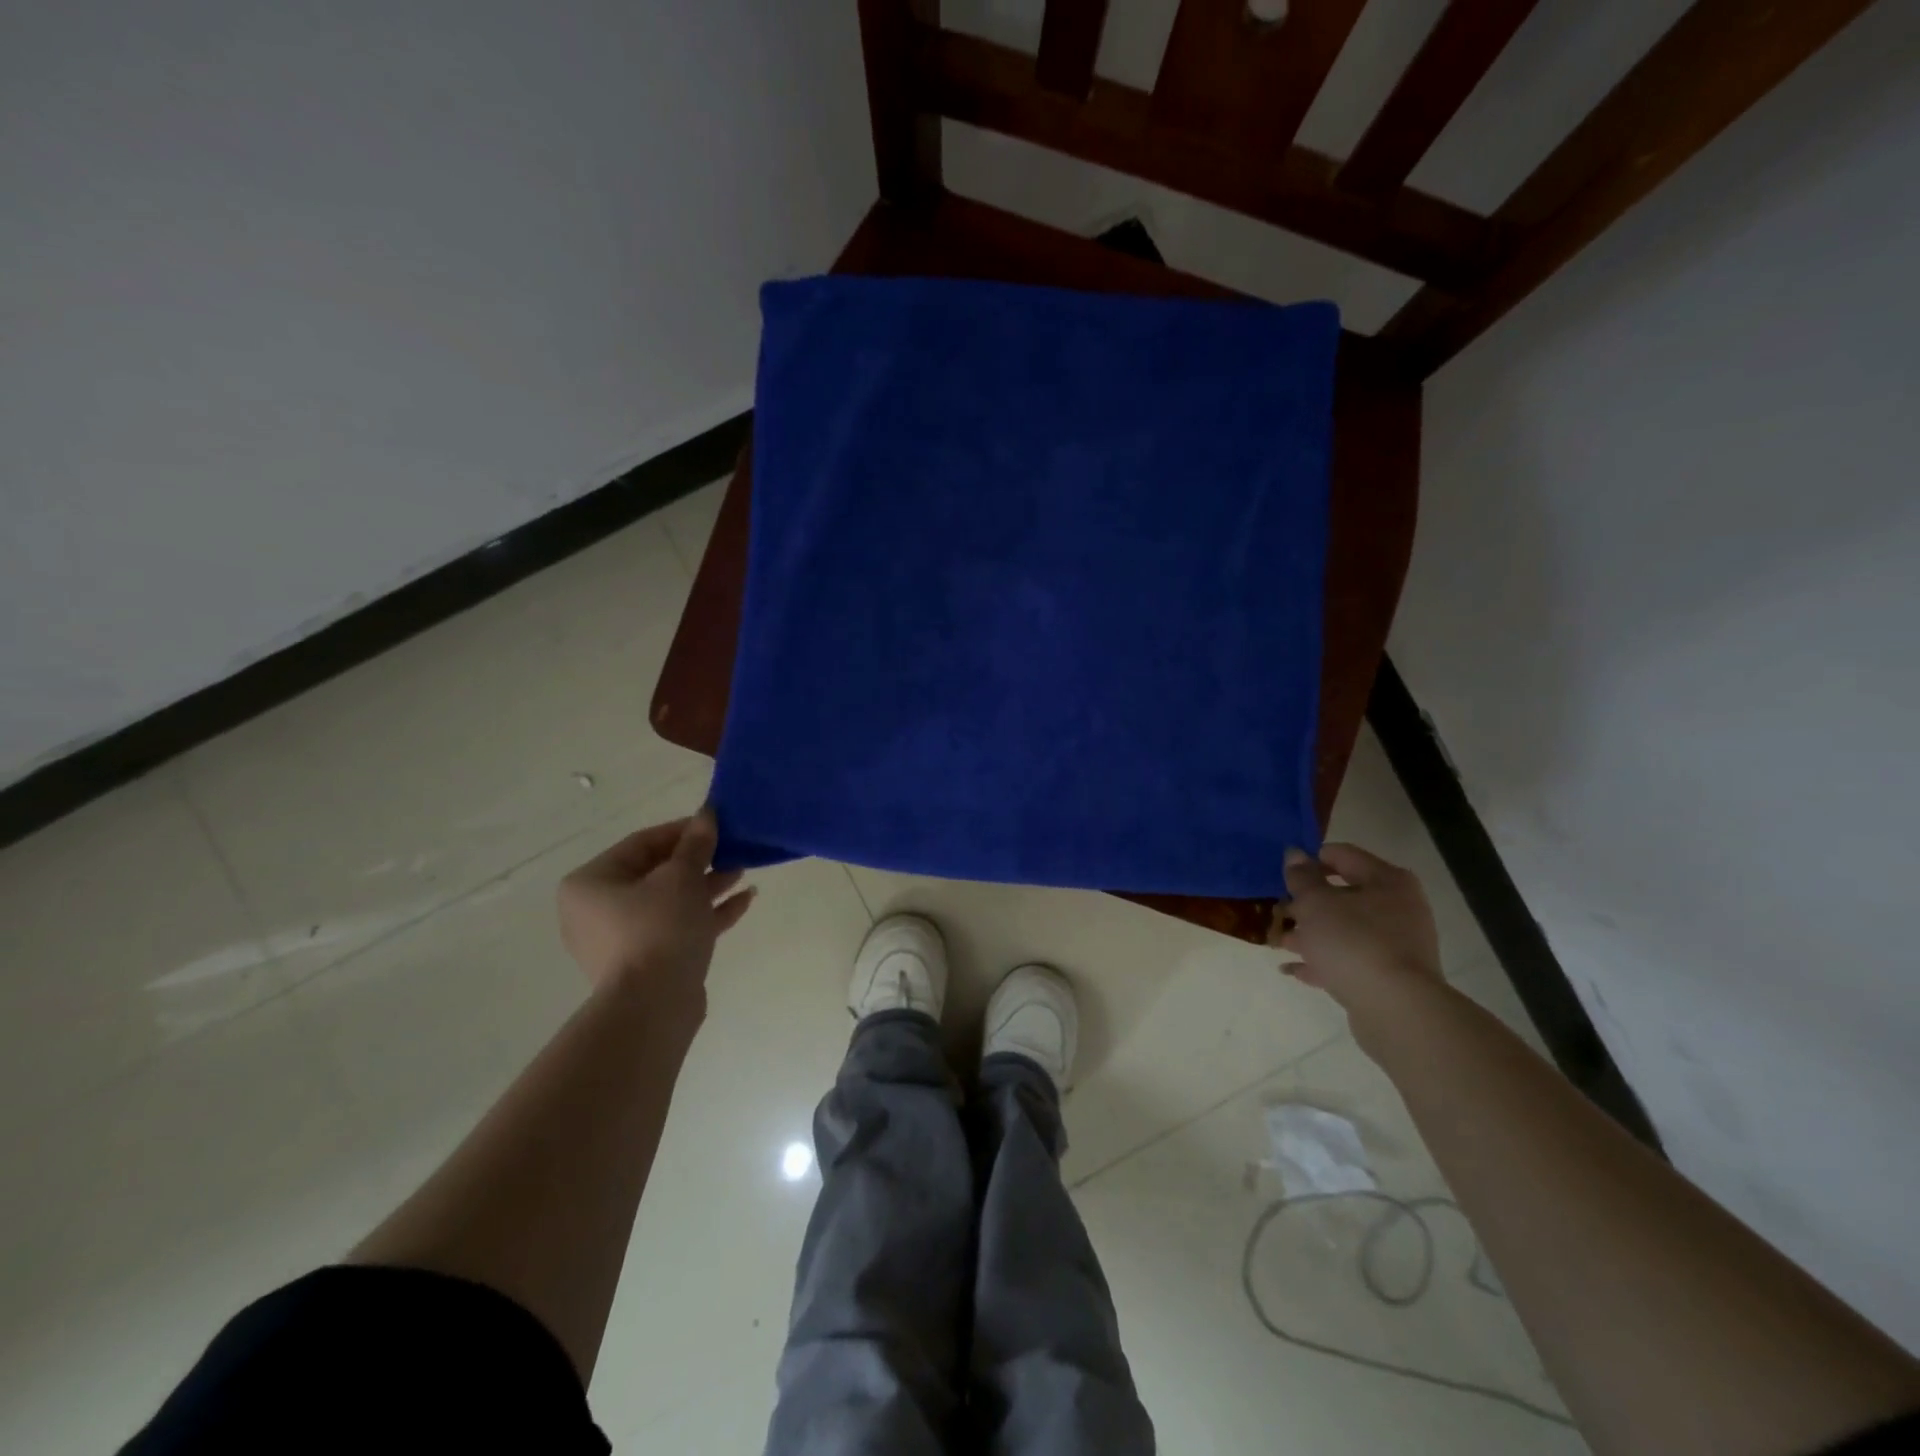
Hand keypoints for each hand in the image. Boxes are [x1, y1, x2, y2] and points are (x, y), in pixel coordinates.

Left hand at [557, 808, 754, 1012]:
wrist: (653, 1006)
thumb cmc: (659, 928)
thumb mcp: (682, 877)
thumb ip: (696, 844)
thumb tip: (707, 814)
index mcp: (591, 882)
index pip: (642, 843)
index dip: (682, 830)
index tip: (716, 825)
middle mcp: (597, 909)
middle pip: (657, 873)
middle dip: (699, 860)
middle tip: (732, 849)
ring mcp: (621, 939)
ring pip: (670, 901)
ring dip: (707, 885)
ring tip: (743, 872)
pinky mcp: (646, 962)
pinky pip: (677, 927)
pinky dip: (706, 913)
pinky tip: (744, 901)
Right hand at [1270, 843, 1441, 1015]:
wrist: (1395, 1010)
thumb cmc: (1353, 942)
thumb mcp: (1316, 903)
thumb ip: (1301, 877)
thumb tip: (1294, 854)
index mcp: (1386, 881)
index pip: (1342, 855)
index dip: (1309, 860)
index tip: (1281, 874)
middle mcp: (1397, 908)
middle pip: (1342, 895)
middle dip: (1305, 904)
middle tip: (1276, 911)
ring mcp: (1395, 945)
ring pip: (1343, 930)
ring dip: (1309, 934)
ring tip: (1276, 942)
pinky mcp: (1387, 976)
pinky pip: (1347, 960)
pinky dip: (1321, 961)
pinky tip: (1290, 968)